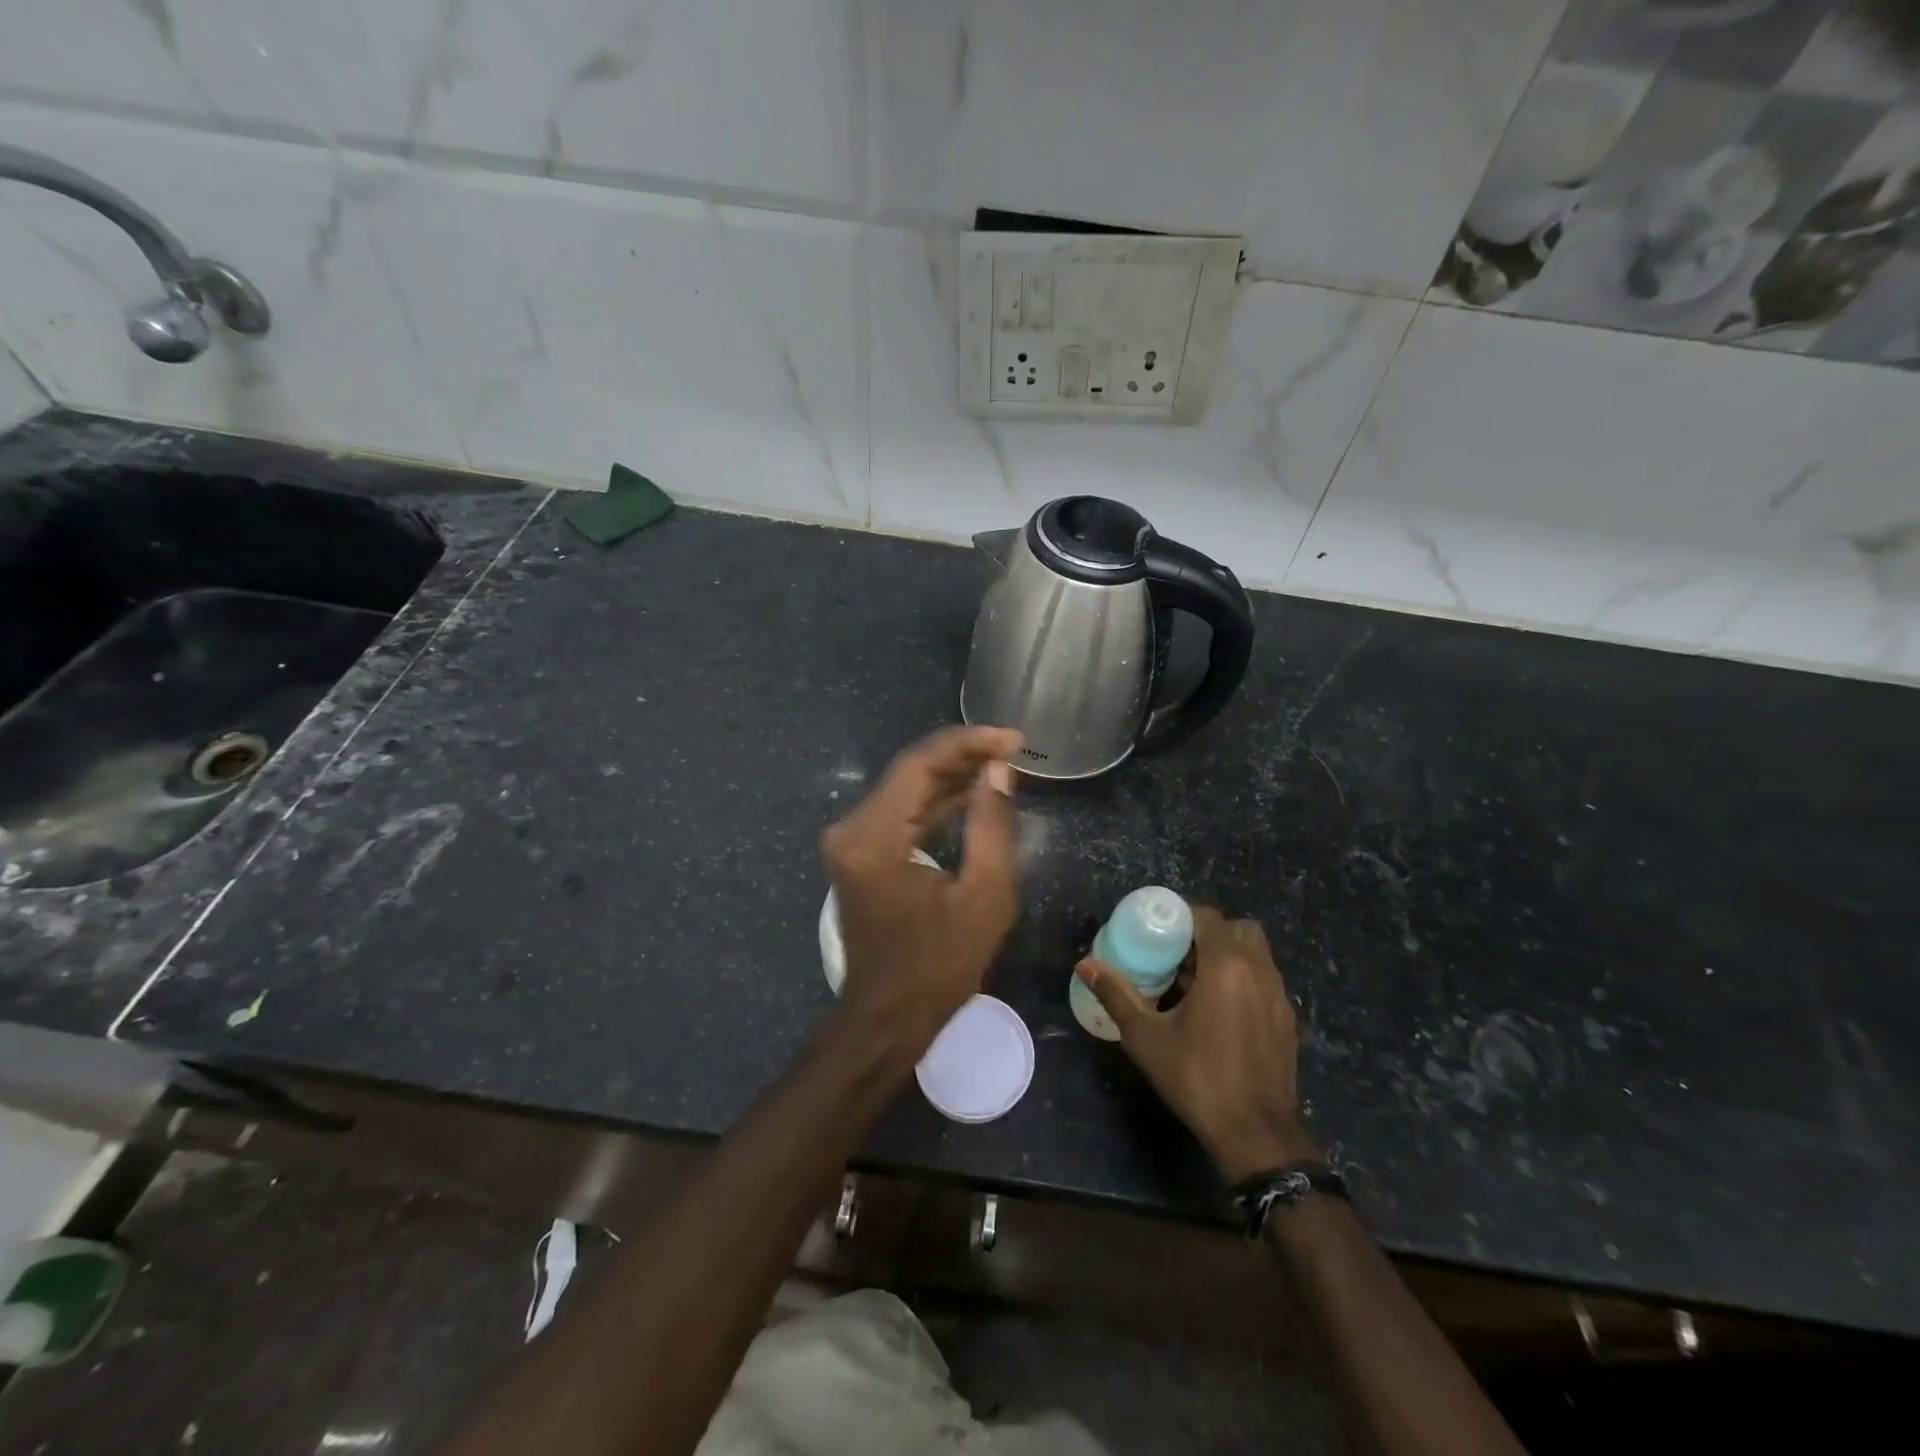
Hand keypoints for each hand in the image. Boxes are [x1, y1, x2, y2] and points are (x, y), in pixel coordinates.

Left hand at [822, 725, 1021, 1062]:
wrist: (888, 1018)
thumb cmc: (940, 966)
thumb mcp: (984, 897)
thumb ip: (992, 825)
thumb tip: (998, 770)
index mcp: (873, 837)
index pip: (920, 764)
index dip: (969, 743)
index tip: (1014, 739)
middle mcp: (850, 829)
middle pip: (910, 772)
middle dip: (963, 755)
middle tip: (1013, 749)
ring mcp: (850, 841)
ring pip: (906, 789)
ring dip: (951, 776)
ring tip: (1001, 764)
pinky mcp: (859, 853)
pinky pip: (901, 813)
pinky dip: (935, 802)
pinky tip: (971, 793)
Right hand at [1079, 908, 1317, 1181]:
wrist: (1256, 1134)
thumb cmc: (1197, 1078)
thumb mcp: (1146, 1037)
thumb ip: (1116, 994)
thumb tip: (1085, 965)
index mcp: (1226, 966)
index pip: (1207, 916)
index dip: (1182, 915)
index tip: (1158, 930)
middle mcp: (1259, 971)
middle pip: (1238, 929)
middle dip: (1209, 932)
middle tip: (1179, 953)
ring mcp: (1279, 996)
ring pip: (1256, 954)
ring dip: (1229, 955)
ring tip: (1196, 981)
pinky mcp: (1288, 1020)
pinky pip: (1265, 981)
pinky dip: (1244, 980)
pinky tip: (1220, 1011)